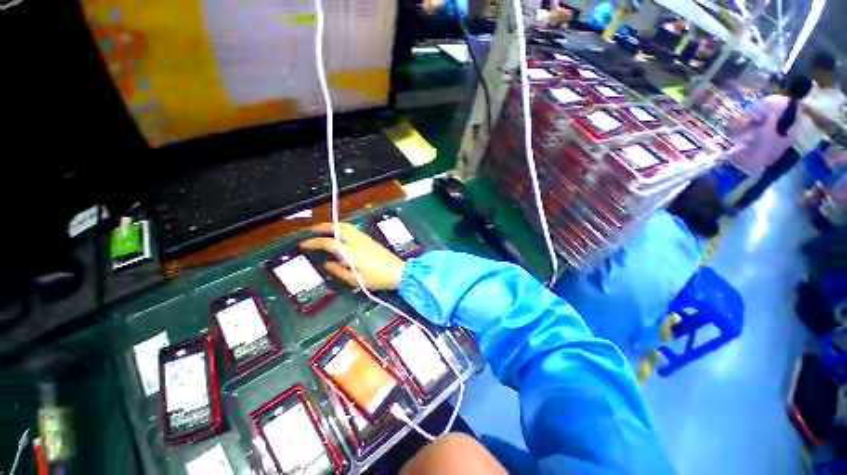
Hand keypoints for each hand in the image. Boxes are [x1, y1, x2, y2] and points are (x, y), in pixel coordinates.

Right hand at [300, 223, 405, 290]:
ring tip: (326, 231)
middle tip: (313, 230)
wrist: (398, 271)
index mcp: (351, 251)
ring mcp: (365, 239)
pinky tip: (342, 237)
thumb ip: (340, 271)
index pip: (329, 243)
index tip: (303, 244)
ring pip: (347, 226)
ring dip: (335, 226)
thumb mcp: (356, 280)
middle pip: (339, 228)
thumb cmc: (377, 278)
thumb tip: (327, 264)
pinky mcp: (371, 240)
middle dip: (324, 227)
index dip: (314, 242)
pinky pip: (354, 230)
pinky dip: (344, 229)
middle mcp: (357, 241)